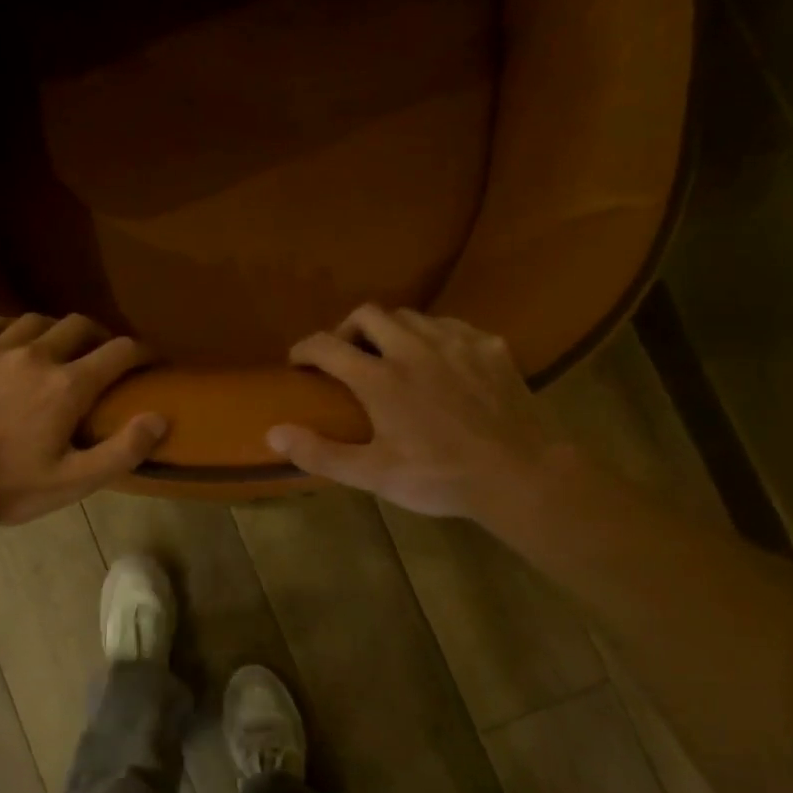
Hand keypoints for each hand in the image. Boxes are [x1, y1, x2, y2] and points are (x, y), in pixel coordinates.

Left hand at [0, 313, 166, 525]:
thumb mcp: (75, 481)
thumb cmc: (11, 487)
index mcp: (68, 385)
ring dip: (57, 331)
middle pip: (80, 325)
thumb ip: (123, 450)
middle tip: (104, 356)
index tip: (151, 360)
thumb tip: (160, 417)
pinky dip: (13, 329)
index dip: (143, 352)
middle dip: (101, 336)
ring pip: (38, 320)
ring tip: (59, 350)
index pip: (120, 351)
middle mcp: (36, 355)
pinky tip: (13, 344)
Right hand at [266, 306, 560, 520]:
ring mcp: (456, 342)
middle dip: (347, 329)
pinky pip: (451, 326)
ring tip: (390, 355)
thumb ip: (320, 452)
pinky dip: (432, 336)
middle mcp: (413, 348)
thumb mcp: (373, 474)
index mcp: (380, 378)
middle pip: (368, 314)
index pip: (327, 346)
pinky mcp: (490, 346)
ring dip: (390, 330)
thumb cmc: (440, 478)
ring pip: (411, 315)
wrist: (519, 474)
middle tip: (345, 356)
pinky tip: (438, 359)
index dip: (304, 349)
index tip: (297, 362)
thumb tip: (273, 432)